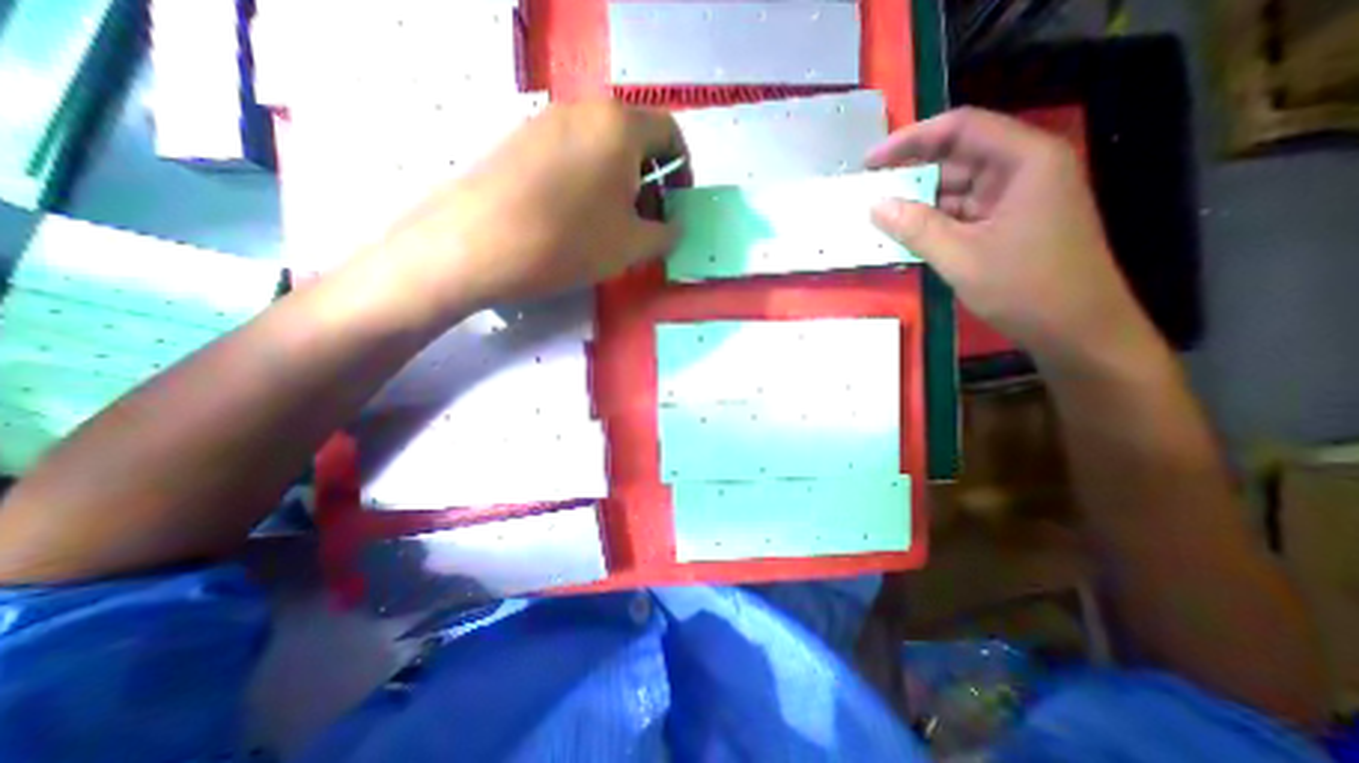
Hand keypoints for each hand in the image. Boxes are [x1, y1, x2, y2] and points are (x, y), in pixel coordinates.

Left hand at [356, 97, 691, 325]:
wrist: (478, 243)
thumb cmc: (570, 241)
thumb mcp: (632, 245)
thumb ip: (666, 234)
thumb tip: (674, 227)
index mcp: (620, 126)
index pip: (670, 134)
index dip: (683, 170)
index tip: (678, 203)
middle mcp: (583, 110)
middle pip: (634, 140)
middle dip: (651, 181)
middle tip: (648, 221)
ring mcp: (546, 121)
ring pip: (601, 148)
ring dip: (620, 183)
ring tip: (613, 224)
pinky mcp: (520, 140)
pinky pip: (571, 155)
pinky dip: (589, 181)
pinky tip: (577, 217)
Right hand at [870, 109, 1155, 370]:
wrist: (1077, 330)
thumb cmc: (1026, 288)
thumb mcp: (961, 257)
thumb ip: (916, 228)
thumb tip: (875, 206)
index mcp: (1025, 160)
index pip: (961, 128)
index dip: (911, 139)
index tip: (870, 161)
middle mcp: (1024, 169)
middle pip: (958, 156)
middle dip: (911, 174)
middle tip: (868, 191)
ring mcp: (1017, 198)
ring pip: (957, 188)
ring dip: (919, 202)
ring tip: (879, 215)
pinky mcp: (1009, 223)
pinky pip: (963, 212)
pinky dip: (934, 222)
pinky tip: (905, 234)